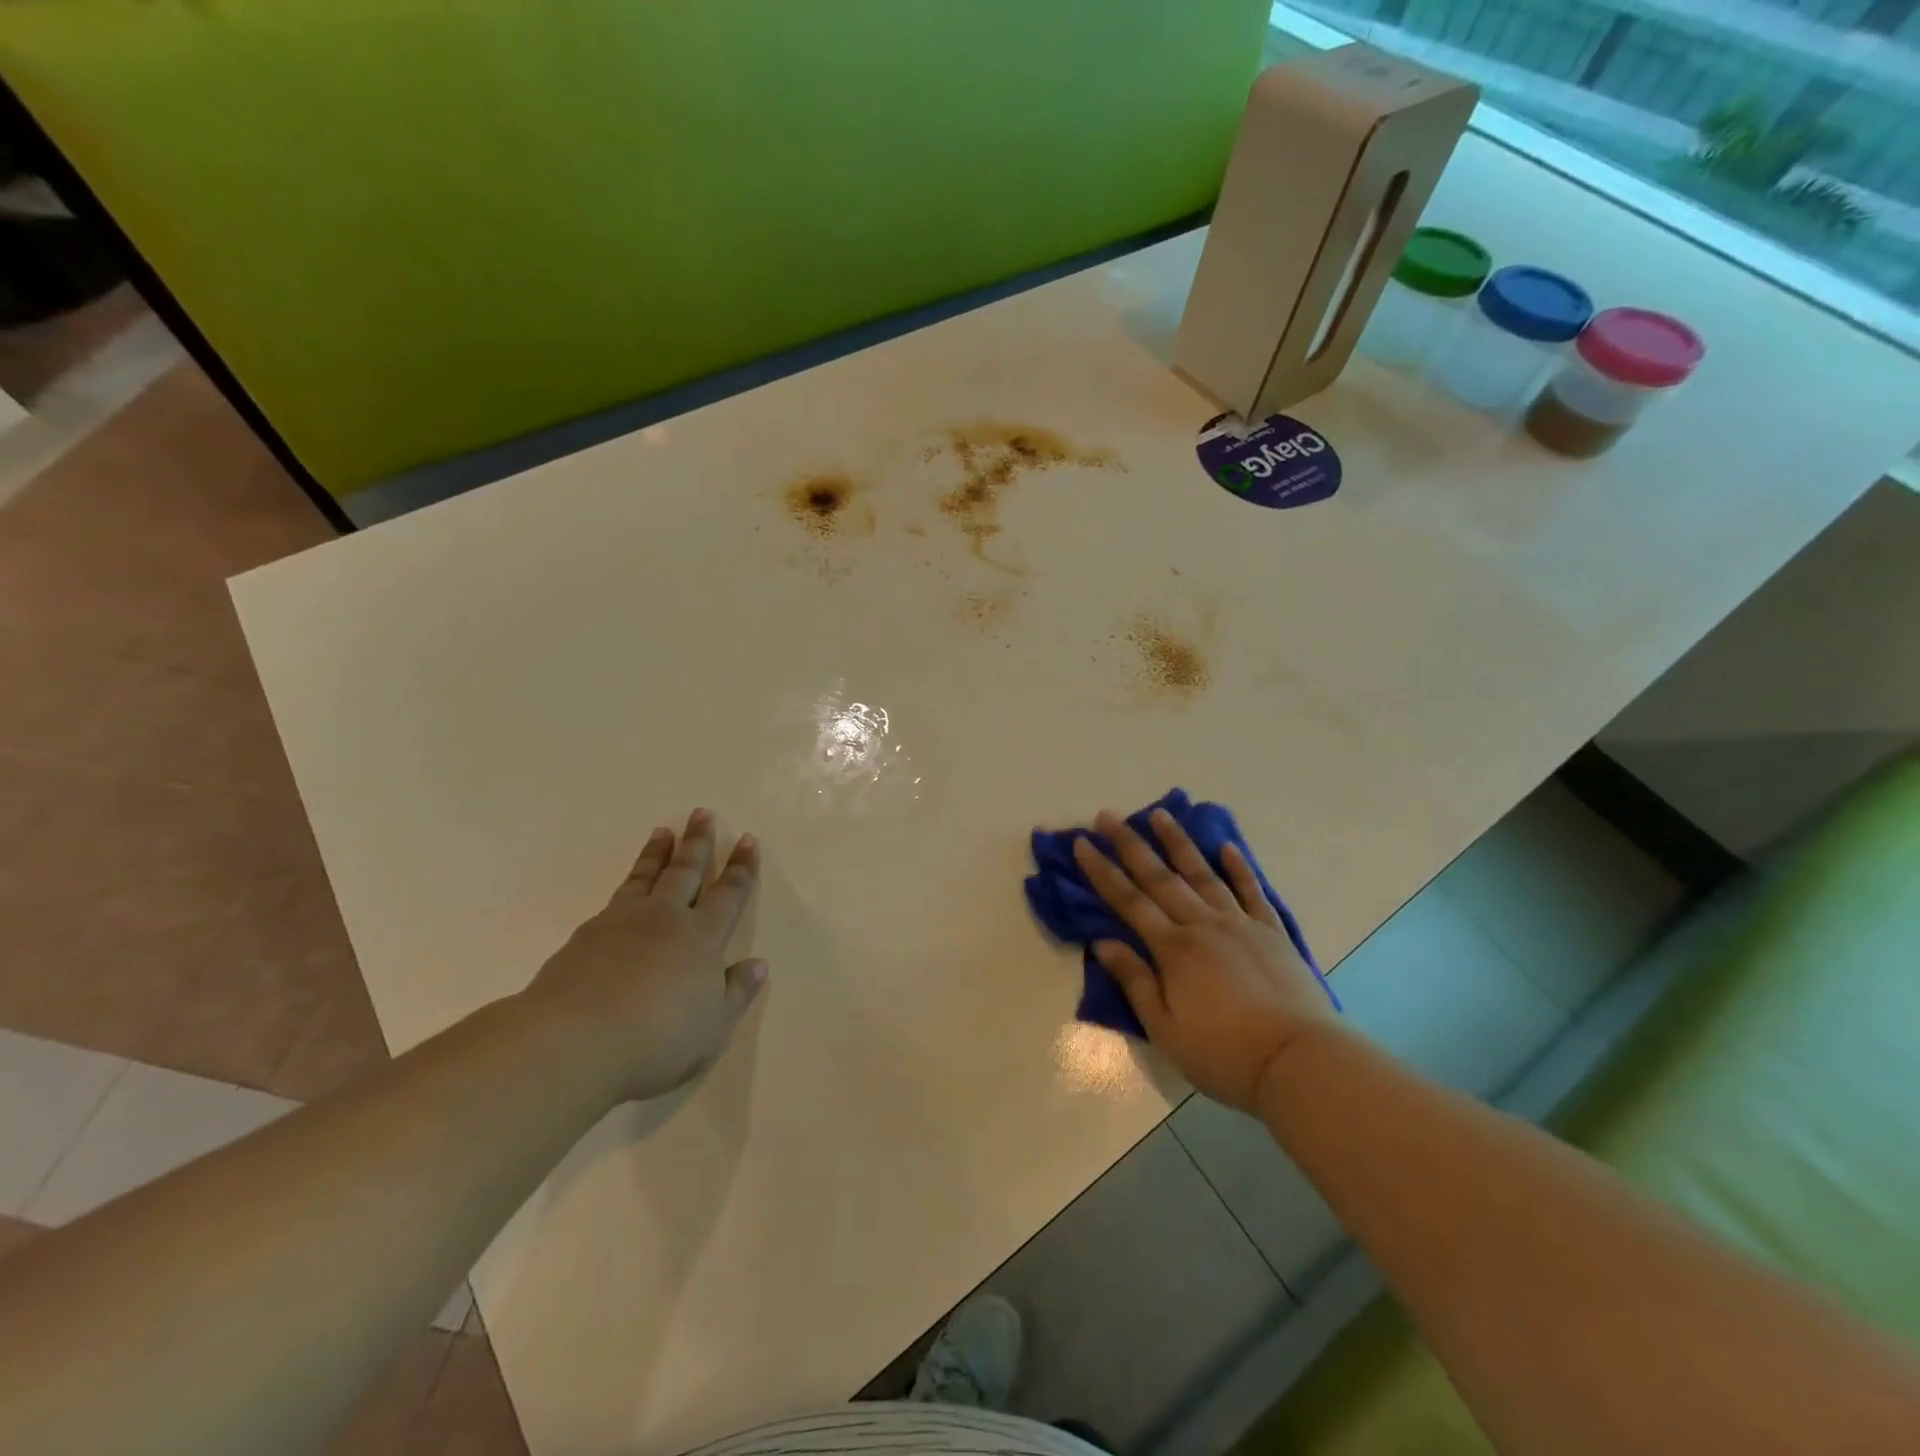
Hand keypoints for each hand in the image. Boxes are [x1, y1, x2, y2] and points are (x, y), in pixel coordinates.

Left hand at [523, 809, 766, 1102]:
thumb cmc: (657, 1039)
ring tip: (663, 831)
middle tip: (702, 813)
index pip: (729, 894)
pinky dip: (628, 884)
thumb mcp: (712, 1028)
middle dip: (698, 842)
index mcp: (703, 938)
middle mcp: (666, 919)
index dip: (741, 868)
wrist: (574, 1041)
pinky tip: (626, 890)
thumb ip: (736, 993)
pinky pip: (616, 898)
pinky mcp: (587, 935)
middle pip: (687, 871)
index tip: (748, 840)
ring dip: (658, 853)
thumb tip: (756, 964)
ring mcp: (623, 922)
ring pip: (647, 876)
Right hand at [1072, 808, 1338, 1112]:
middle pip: (1160, 877)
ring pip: (1203, 873)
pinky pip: (1251, 891)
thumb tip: (1103, 941)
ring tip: (1161, 813)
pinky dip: (1239, 868)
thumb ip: (1135, 980)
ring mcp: (1240, 924)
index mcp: (1173, 948)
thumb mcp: (1165, 1028)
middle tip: (1108, 816)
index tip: (1083, 842)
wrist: (1299, 1061)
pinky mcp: (1271, 932)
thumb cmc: (1223, 1053)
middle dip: (1130, 844)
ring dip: (1178, 842)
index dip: (1102, 871)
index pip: (1128, 901)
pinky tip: (1227, 848)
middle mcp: (1203, 924)